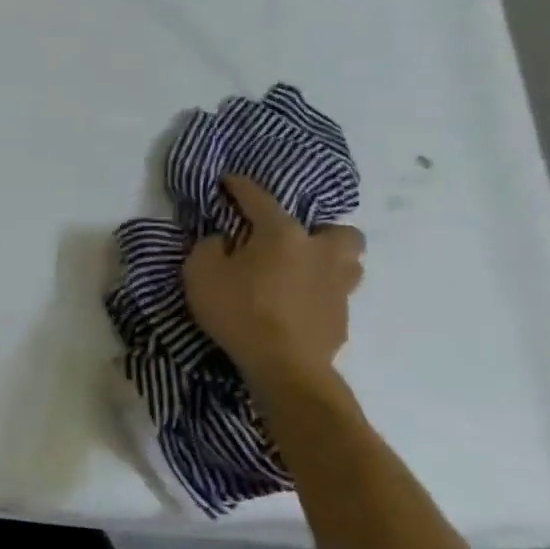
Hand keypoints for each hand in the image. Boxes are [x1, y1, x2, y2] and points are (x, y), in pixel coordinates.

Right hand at [182, 175, 364, 384]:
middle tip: (292, 242)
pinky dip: (319, 295)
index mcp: (283, 235)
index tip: (229, 181)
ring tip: (301, 273)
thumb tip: (224, 242)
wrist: (284, 367)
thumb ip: (209, 248)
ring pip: (349, 263)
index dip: (241, 187)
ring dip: (330, 262)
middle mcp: (319, 253)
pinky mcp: (342, 319)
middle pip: (340, 231)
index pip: (260, 199)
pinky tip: (297, 306)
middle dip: (320, 231)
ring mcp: (338, 287)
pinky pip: (335, 296)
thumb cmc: (239, 311)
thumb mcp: (200, 273)